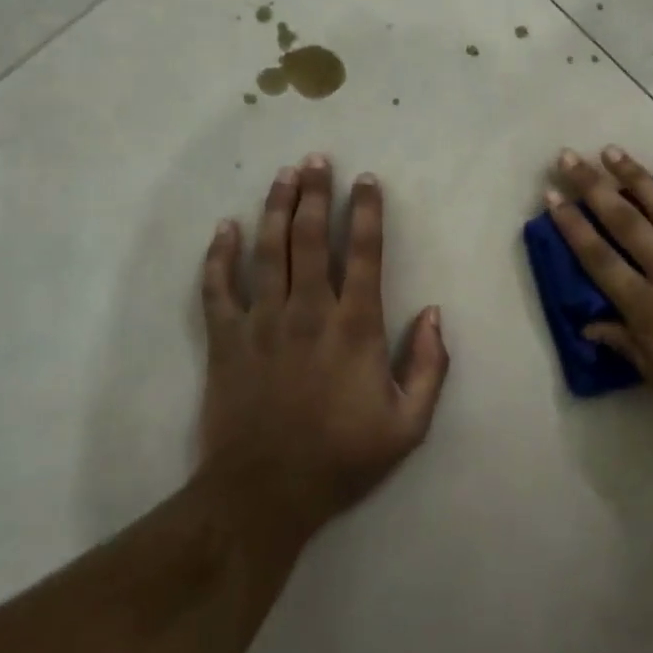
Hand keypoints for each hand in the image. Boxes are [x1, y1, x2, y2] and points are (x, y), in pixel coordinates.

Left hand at [199, 155, 448, 542]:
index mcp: (355, 326)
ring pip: (268, 250)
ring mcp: (262, 322)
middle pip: (311, 237)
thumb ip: (430, 366)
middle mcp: (308, 311)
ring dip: (276, 208)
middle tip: (317, 159)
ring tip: (283, 174)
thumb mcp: (409, 425)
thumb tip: (434, 313)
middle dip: (316, 193)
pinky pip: (218, 287)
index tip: (366, 180)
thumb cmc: (342, 458)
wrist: (265, 493)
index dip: (367, 212)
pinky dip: (219, 255)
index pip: (365, 253)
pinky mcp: (226, 340)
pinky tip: (224, 227)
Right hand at [546, 147, 652, 451]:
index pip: (601, 262)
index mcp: (652, 311)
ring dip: (635, 177)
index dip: (573, 229)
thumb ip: (634, 353)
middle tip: (568, 158)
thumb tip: (592, 327)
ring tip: (611, 151)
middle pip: (625, 223)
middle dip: (592, 188)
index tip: (551, 199)